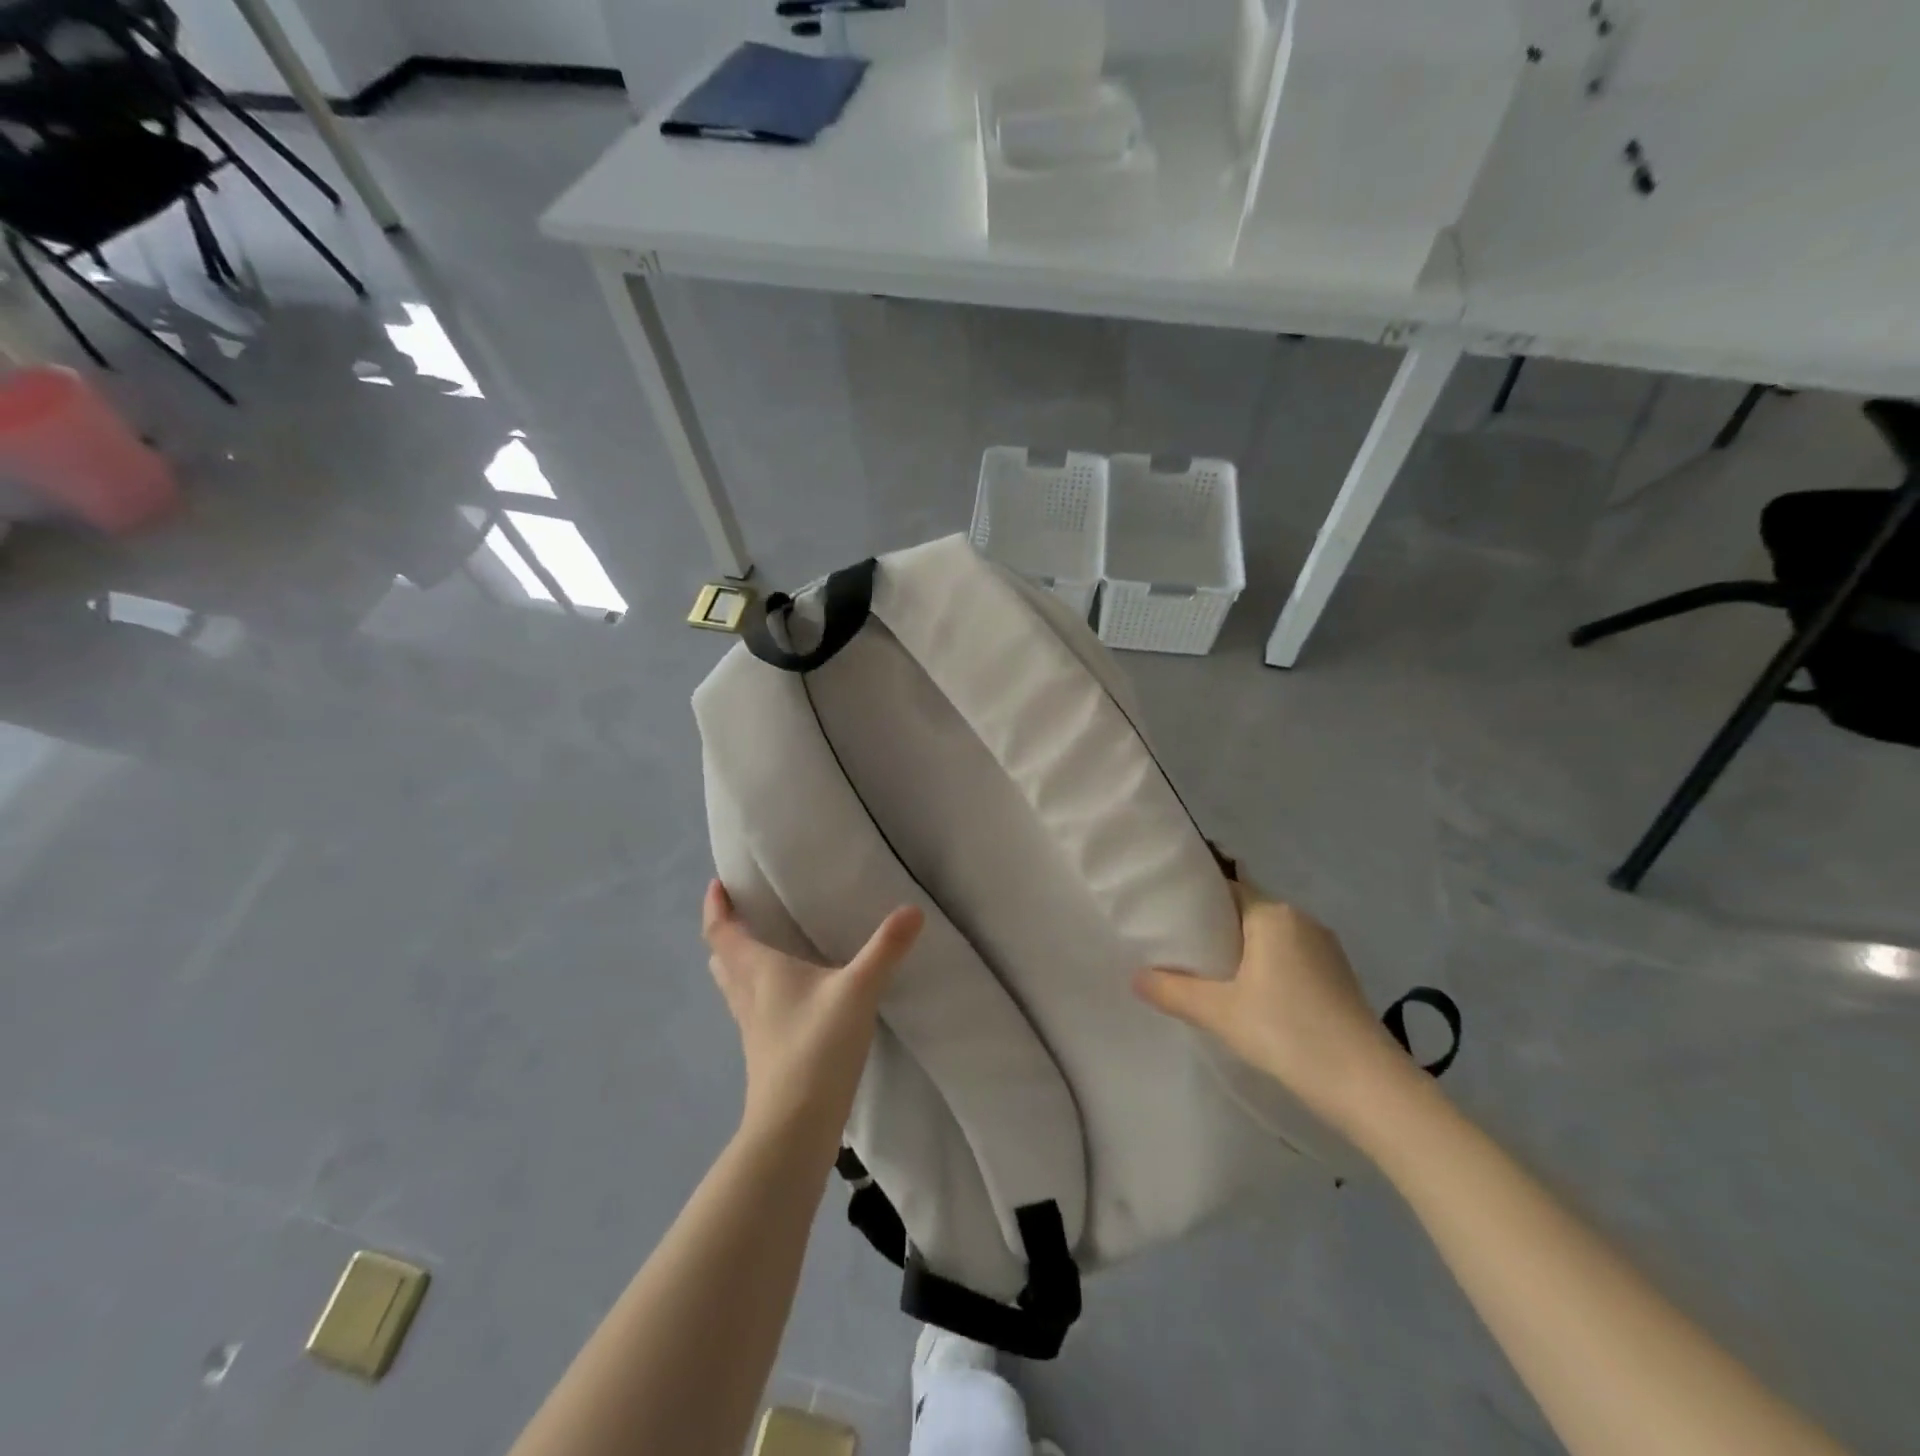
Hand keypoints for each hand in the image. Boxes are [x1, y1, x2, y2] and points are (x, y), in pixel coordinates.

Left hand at [702, 880, 922, 1145]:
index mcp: (759, 970)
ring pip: (734, 985)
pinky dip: (759, 990)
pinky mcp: (764, 1051)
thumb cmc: (816, 1046)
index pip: (722, 931)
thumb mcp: (857, 990)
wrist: (794, 1126)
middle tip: (743, 913)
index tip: (717, 884)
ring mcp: (752, 1027)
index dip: (716, 906)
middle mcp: (748, 994)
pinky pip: (752, 1008)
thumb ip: (885, 949)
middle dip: (727, 933)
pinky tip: (788, 996)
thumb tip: (912, 909)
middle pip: (723, 957)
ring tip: (762, 947)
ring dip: (739, 962)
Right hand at [1133, 882, 1415, 1134]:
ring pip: (1268, 938)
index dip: (1191, 900)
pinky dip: (1264, 969)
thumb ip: (1173, 991)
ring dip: (1239, 952)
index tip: (1162, 915)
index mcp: (1273, 914)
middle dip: (1212, 929)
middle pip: (1245, 913)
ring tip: (1204, 975)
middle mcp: (1301, 920)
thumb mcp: (1220, 1013)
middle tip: (1174, 949)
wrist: (1371, 1088)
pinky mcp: (1338, 977)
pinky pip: (1289, 959)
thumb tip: (1135, 977)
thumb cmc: (1289, 1033)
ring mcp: (1325, 949)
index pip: (1224, 889)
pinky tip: (1248, 997)